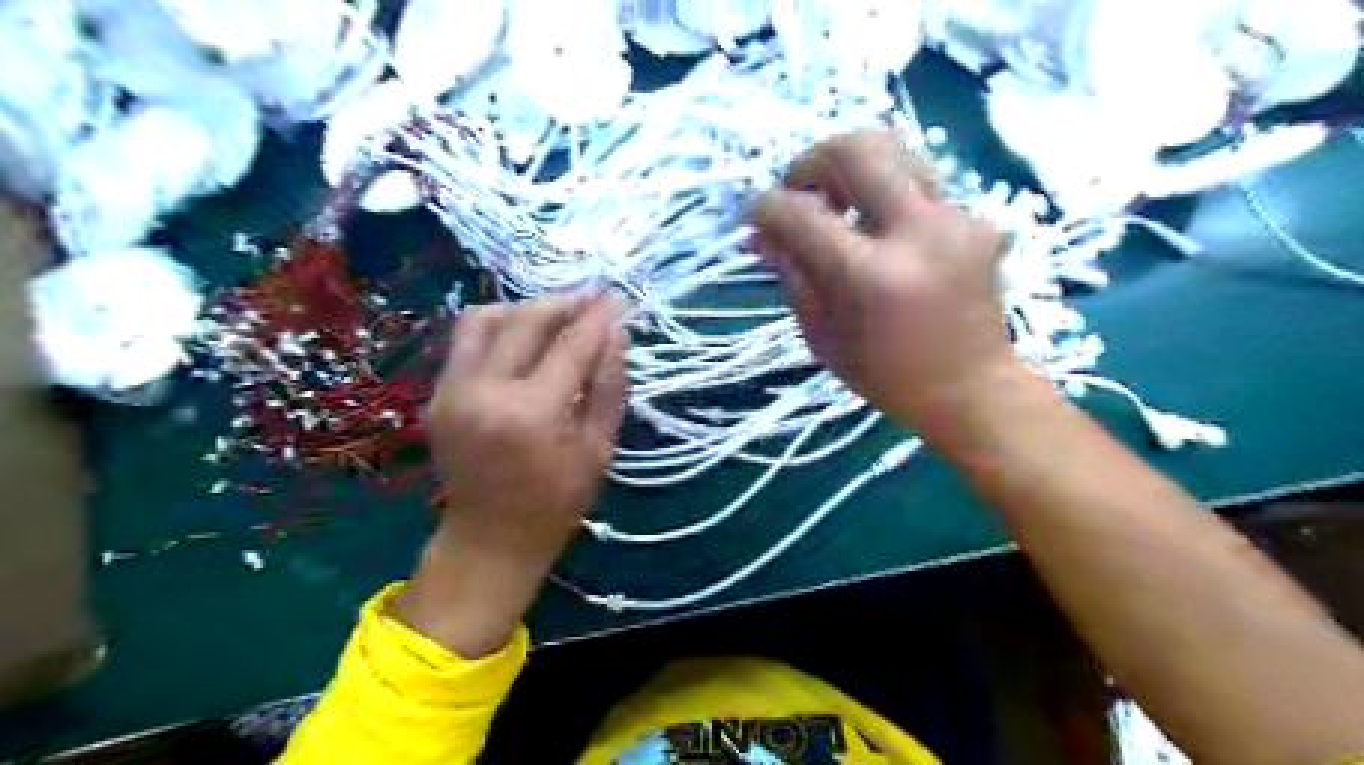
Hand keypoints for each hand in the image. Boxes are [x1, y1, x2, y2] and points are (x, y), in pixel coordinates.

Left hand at [392, 294, 631, 657]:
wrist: (489, 538)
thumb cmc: (556, 502)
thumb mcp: (599, 449)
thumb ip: (610, 386)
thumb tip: (617, 333)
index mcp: (531, 413)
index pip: (571, 346)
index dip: (597, 317)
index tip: (617, 297)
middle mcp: (484, 391)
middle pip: (526, 321)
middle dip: (564, 302)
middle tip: (591, 299)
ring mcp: (452, 389)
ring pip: (486, 319)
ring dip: (526, 309)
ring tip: (556, 316)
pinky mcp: (437, 393)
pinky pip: (466, 340)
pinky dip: (499, 327)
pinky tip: (524, 337)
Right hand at [752, 128, 1015, 439]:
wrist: (972, 388)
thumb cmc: (886, 375)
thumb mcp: (822, 334)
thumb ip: (792, 274)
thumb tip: (762, 232)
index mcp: (870, 276)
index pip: (801, 214)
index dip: (767, 207)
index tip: (758, 215)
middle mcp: (916, 234)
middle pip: (854, 150)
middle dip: (810, 161)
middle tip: (799, 191)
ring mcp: (955, 219)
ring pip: (893, 150)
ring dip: (851, 168)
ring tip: (838, 204)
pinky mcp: (976, 218)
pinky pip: (918, 180)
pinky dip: (884, 192)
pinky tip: (879, 227)